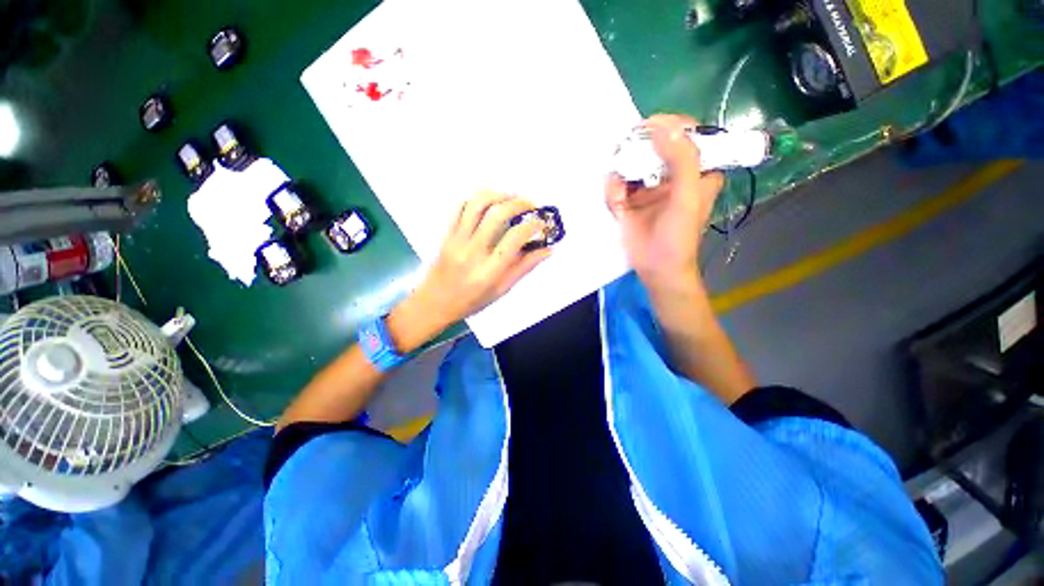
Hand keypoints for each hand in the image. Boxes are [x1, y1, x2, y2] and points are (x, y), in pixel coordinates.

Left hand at [387, 192, 551, 351]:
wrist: (434, 303)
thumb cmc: (471, 301)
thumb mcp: (502, 290)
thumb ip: (524, 267)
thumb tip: (548, 250)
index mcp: (489, 271)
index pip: (514, 239)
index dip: (532, 226)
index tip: (541, 224)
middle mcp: (472, 252)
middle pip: (496, 215)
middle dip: (518, 204)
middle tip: (531, 205)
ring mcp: (456, 240)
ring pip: (476, 204)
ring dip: (497, 195)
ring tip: (511, 197)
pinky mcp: (446, 234)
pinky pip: (459, 207)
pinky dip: (476, 199)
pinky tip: (489, 203)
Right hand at [606, 114, 723, 288]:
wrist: (656, 269)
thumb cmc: (679, 237)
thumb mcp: (688, 197)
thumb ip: (682, 161)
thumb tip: (661, 127)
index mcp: (696, 170)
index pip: (687, 134)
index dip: (670, 126)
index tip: (651, 127)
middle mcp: (670, 175)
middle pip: (654, 146)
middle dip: (638, 148)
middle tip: (627, 151)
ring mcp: (647, 187)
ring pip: (631, 164)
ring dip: (622, 170)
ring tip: (622, 187)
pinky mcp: (628, 201)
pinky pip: (616, 186)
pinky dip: (612, 190)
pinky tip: (617, 202)